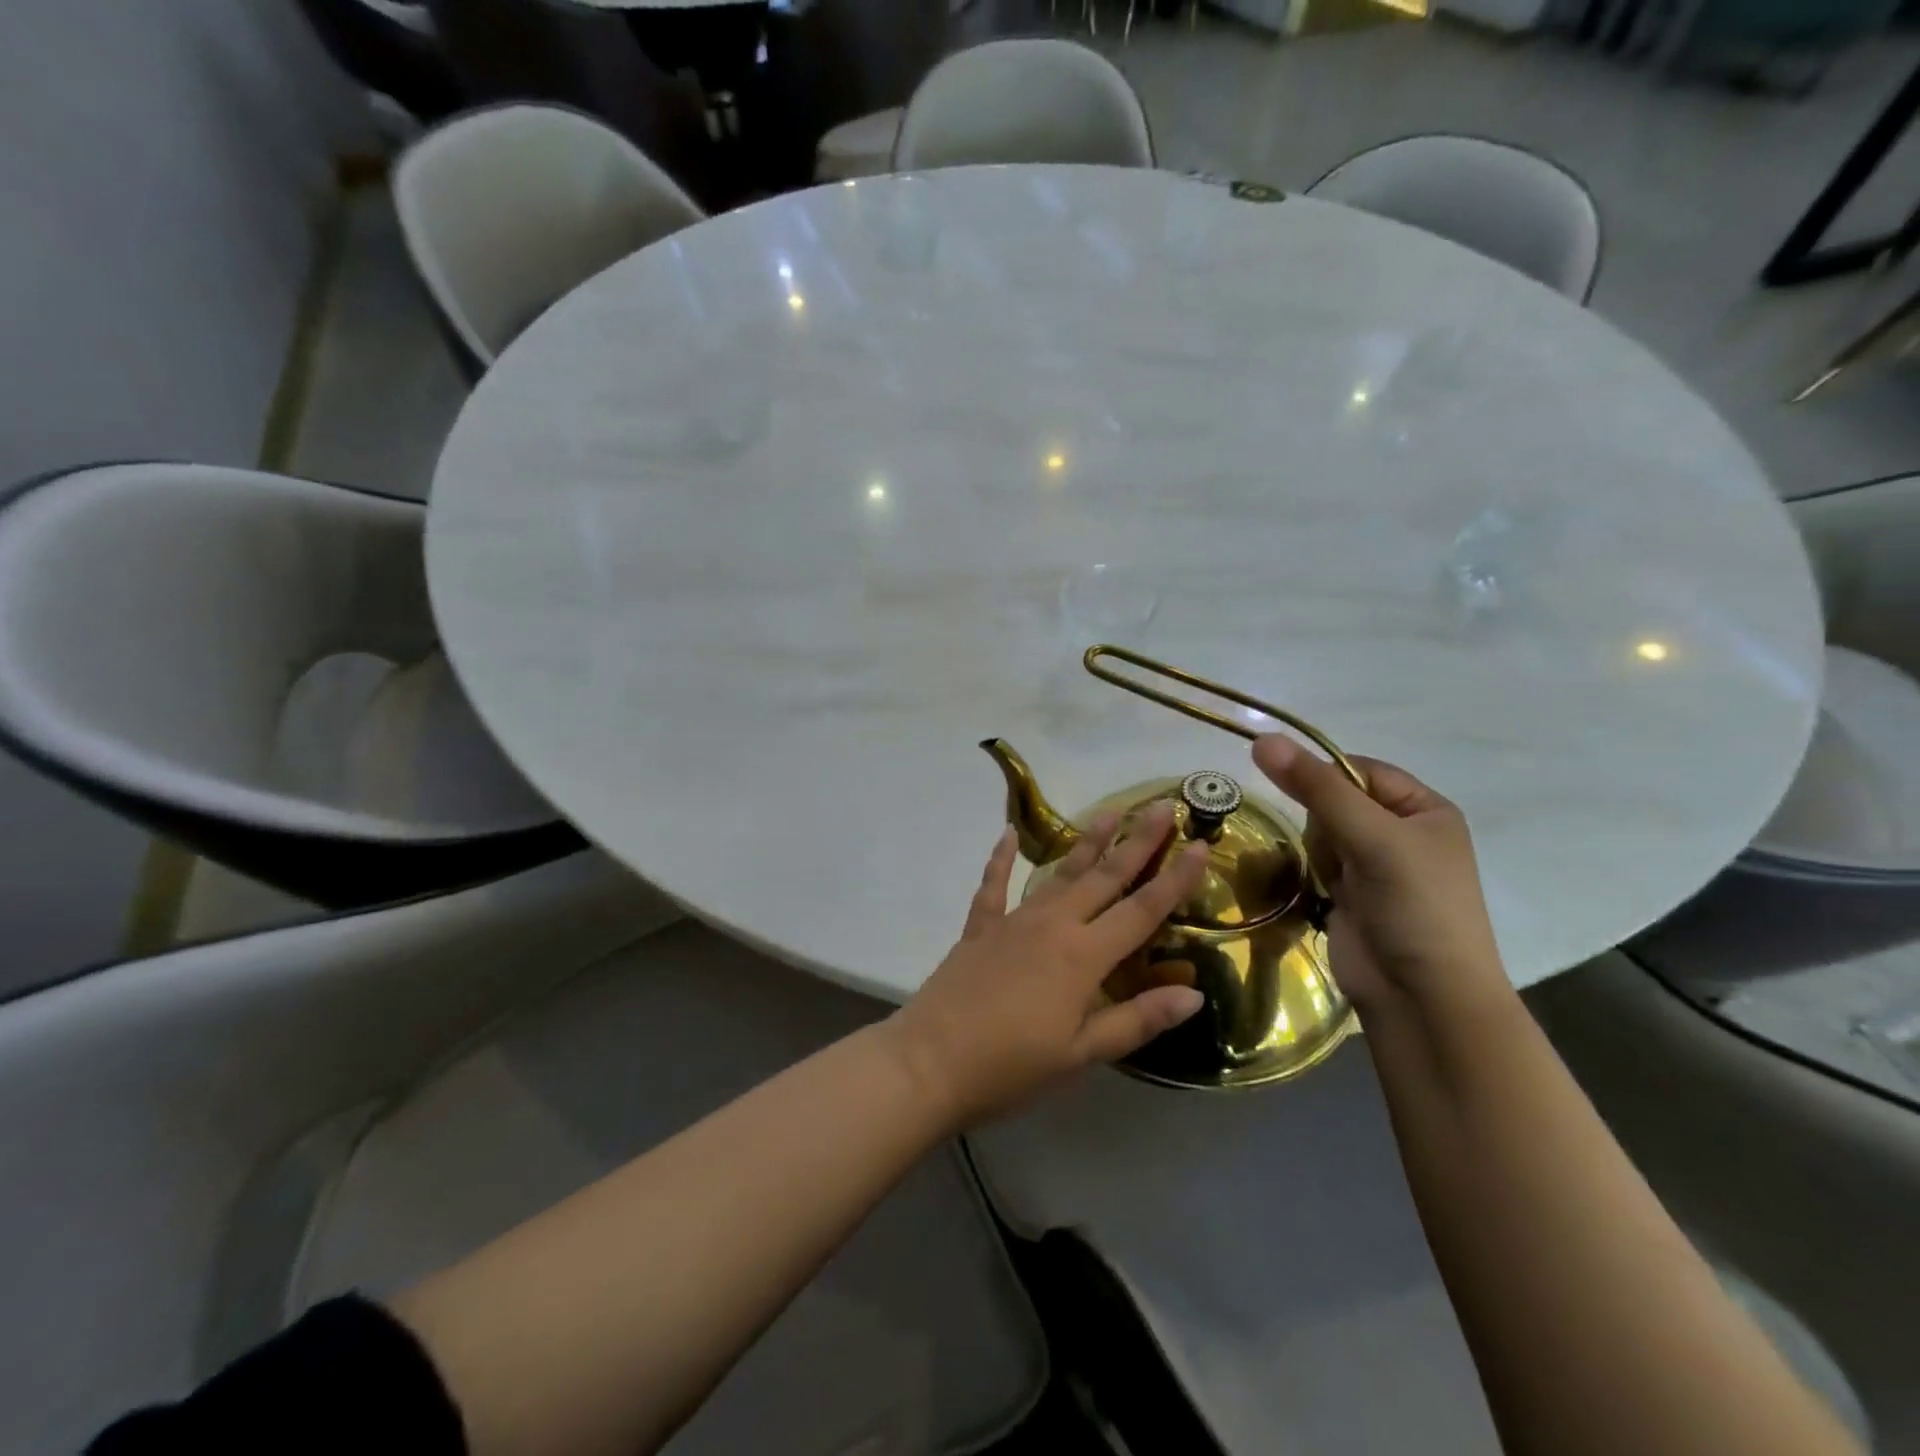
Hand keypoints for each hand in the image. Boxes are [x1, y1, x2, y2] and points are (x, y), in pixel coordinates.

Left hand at [886, 804, 1209, 1129]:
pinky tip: (1006, 834)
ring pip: (1058, 873)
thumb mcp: (1082, 1054)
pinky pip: (994, 884)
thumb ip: (1137, 1020)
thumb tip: (1193, 994)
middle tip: (1160, 806)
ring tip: (1107, 812)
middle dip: (1136, 842)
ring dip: (1085, 842)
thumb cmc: (1012, 1067)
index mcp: (1083, 956)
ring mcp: (1013, 921)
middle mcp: (1052, 925)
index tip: (1200, 845)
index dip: (1174, 879)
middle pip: (1103, 877)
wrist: (930, 1061)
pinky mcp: (980, 928)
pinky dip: (1001, 859)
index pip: (1141, 911)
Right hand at [1251, 736, 1509, 1019]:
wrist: (1422, 997)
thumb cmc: (1415, 907)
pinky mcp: (1352, 895)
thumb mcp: (1371, 837)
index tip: (1298, 793)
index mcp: (1425, 810)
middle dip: (1324, 823)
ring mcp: (1376, 866)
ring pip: (1321, 832)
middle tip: (1338, 853)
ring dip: (1320, 852)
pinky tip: (1326, 894)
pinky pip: (1318, 863)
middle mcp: (1402, 832)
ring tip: (1337, 882)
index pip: (1359, 769)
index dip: (1325, 776)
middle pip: (1336, 801)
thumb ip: (1316, 788)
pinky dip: (1316, 874)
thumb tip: (1262, 739)